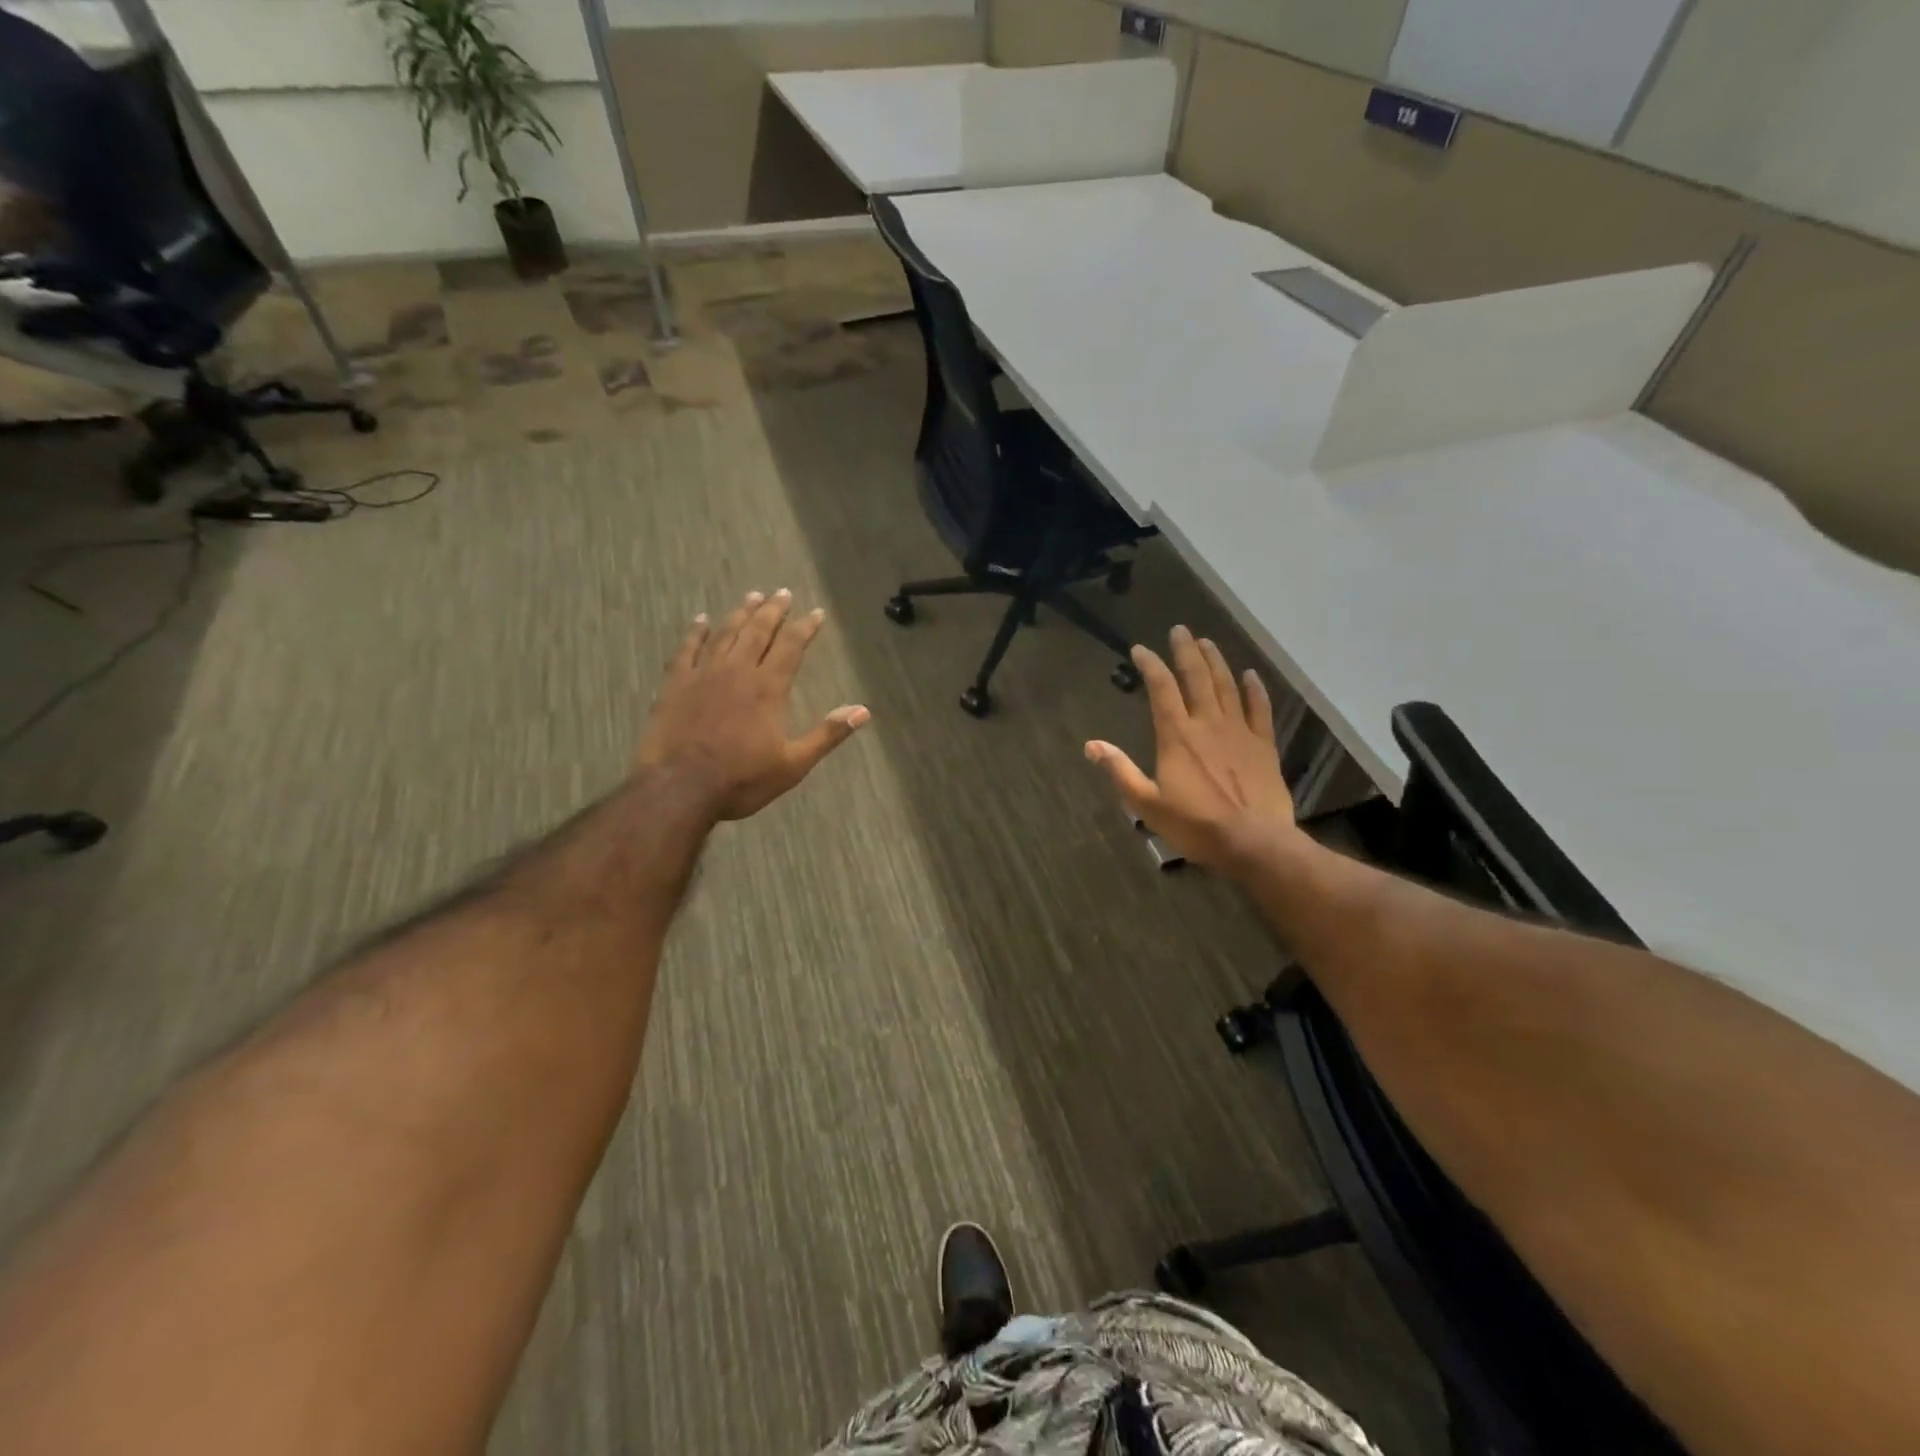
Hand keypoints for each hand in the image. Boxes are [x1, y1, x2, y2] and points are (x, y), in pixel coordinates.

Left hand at [637, 589, 869, 820]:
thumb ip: (827, 734)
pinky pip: (687, 649)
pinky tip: (701, 620)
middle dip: (773, 610)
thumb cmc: (741, 780)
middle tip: (782, 592)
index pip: (791, 647)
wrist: (679, 788)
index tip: (816, 613)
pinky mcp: (675, 684)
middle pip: (758, 631)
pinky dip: (695, 632)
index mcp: (768, 688)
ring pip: (725, 634)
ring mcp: (703, 674)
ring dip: (741, 614)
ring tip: (752, 596)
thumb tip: (862, 711)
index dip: (805, 627)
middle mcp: (737, 671)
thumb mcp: (793, 764)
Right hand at [1085, 626, 1301, 872]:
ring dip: (1215, 661)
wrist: (1254, 842)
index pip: (1161, 689)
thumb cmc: (1196, 825)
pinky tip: (1250, 674)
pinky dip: (1254, 689)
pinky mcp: (1263, 744)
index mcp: (1176, 736)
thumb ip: (1120, 771)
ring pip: (1227, 686)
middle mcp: (1207, 724)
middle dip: (1186, 651)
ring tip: (1206, 642)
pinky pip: (1259, 708)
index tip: (1141, 650)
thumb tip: (1091, 745)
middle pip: (1196, 677)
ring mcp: (1239, 731)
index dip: (1151, 665)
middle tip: (1180, 630)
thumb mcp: (1148, 803)